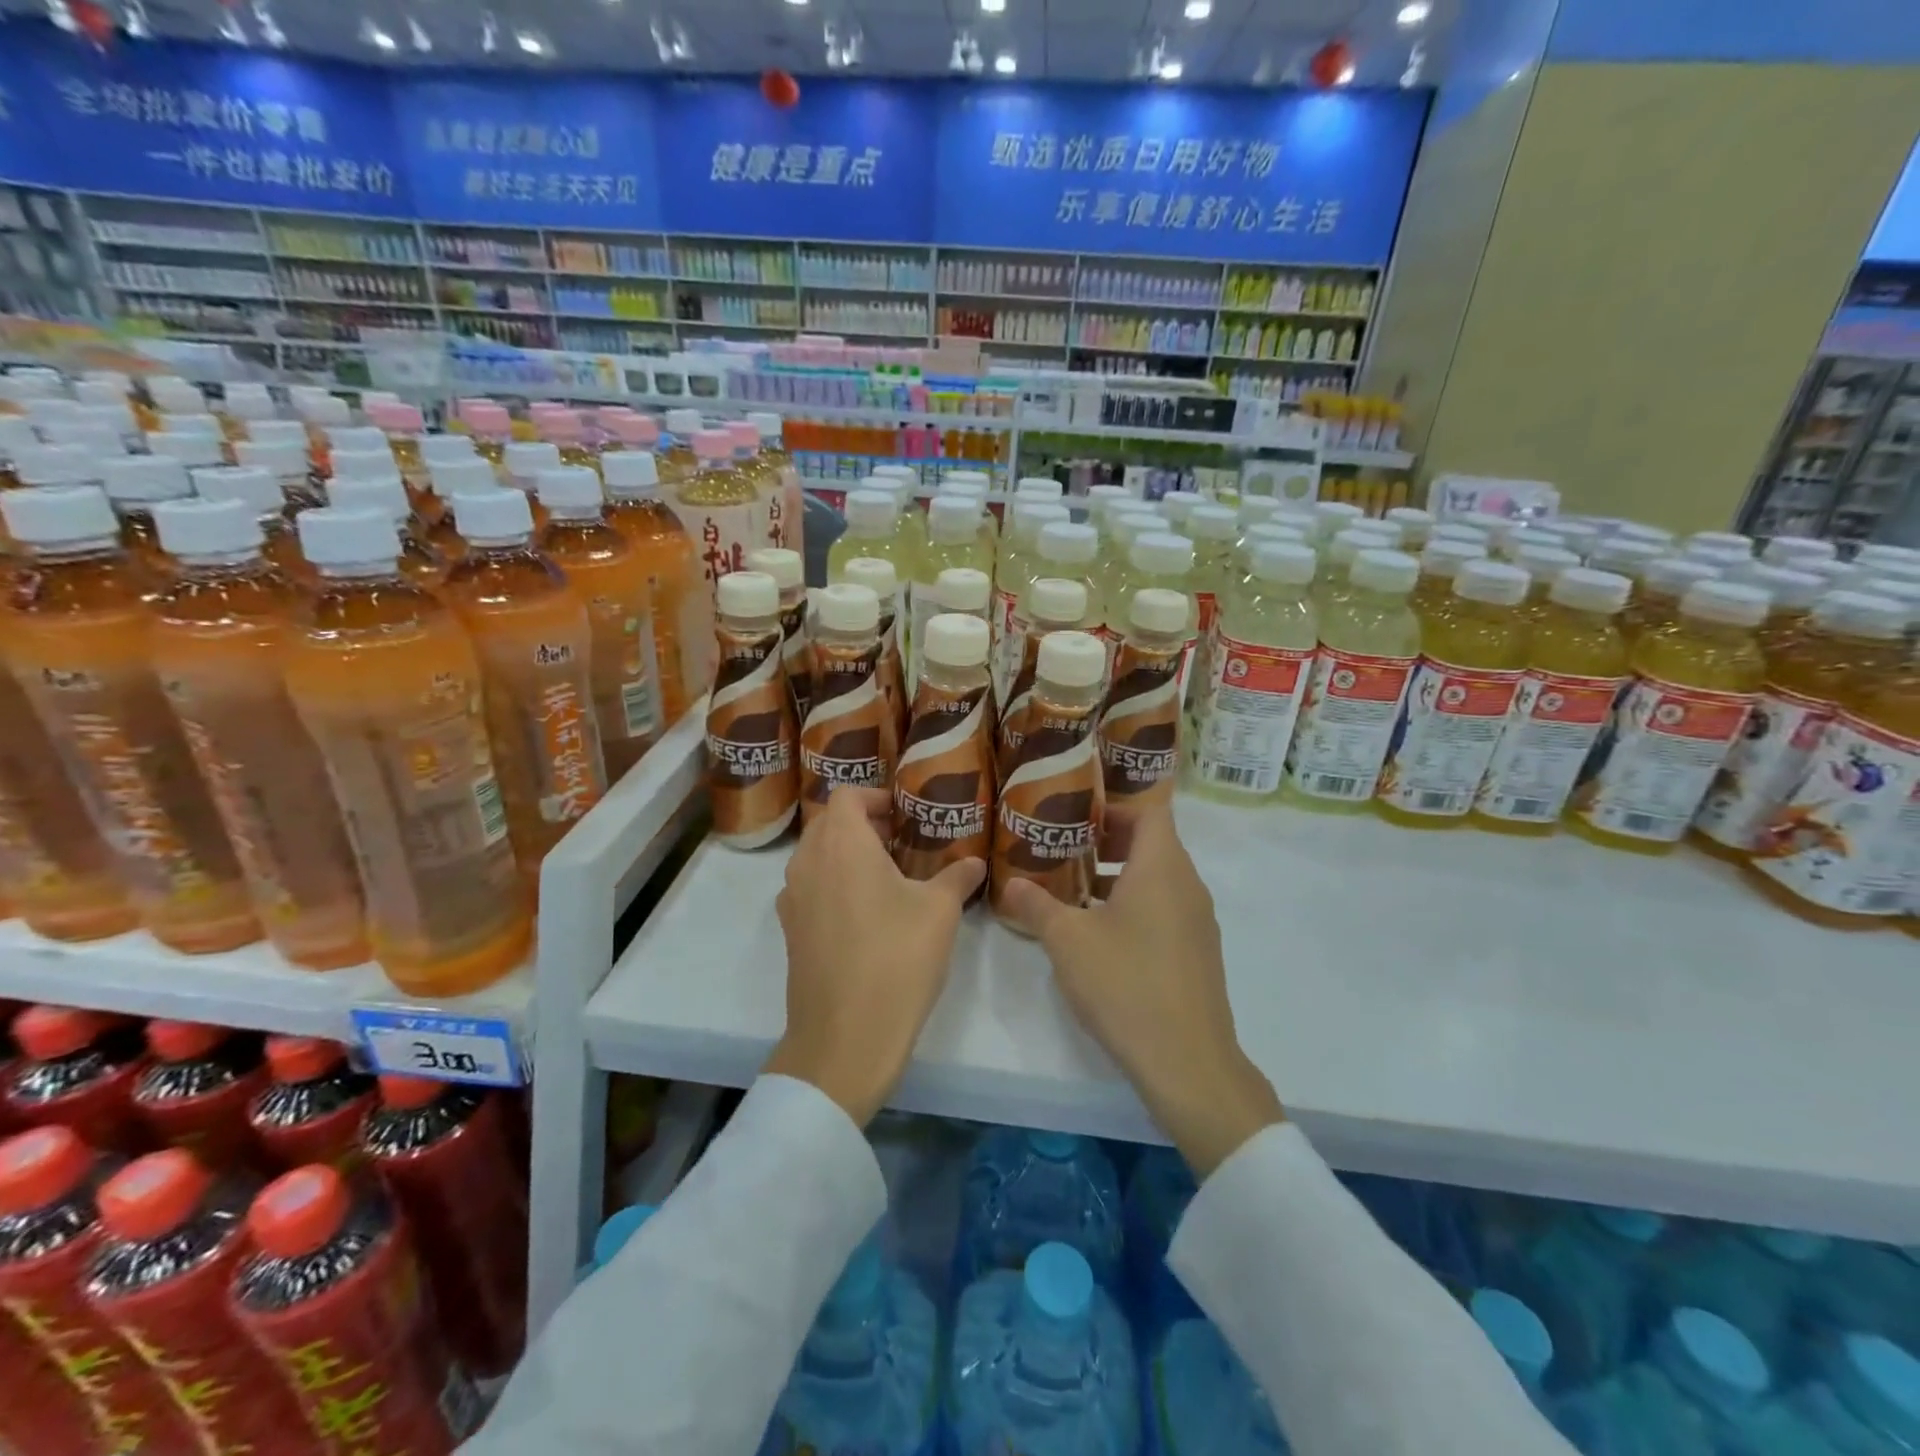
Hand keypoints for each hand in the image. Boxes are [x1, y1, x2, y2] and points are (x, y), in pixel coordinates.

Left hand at [765, 787, 984, 1125]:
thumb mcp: (940, 912)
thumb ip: (957, 877)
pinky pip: (810, 888)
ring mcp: (793, 898)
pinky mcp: (791, 931)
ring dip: (847, 854)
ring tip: (887, 877)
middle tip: (901, 842)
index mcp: (842, 844)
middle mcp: (808, 862)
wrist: (845, 1037)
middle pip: (828, 822)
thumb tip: (974, 862)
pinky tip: (866, 914)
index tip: (904, 814)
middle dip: (863, 823)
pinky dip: (833, 884)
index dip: (876, 796)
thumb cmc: (896, 958)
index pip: (847, 795)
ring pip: (816, 856)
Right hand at [1000, 803, 1283, 1177]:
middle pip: (1154, 842)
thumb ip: (1037, 905)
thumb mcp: (1067, 940)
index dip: (1115, 806)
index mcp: (1162, 868)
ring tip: (1076, 890)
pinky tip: (1102, 934)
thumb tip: (1012, 884)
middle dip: (1110, 841)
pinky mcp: (1198, 953)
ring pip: (1160, 878)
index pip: (1150, 811)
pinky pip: (1167, 909)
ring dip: (1121, 876)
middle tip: (1067, 848)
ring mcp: (1198, 921)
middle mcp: (1188, 885)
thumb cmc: (1125, 983)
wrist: (1187, 1061)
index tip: (1078, 815)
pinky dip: (1137, 905)